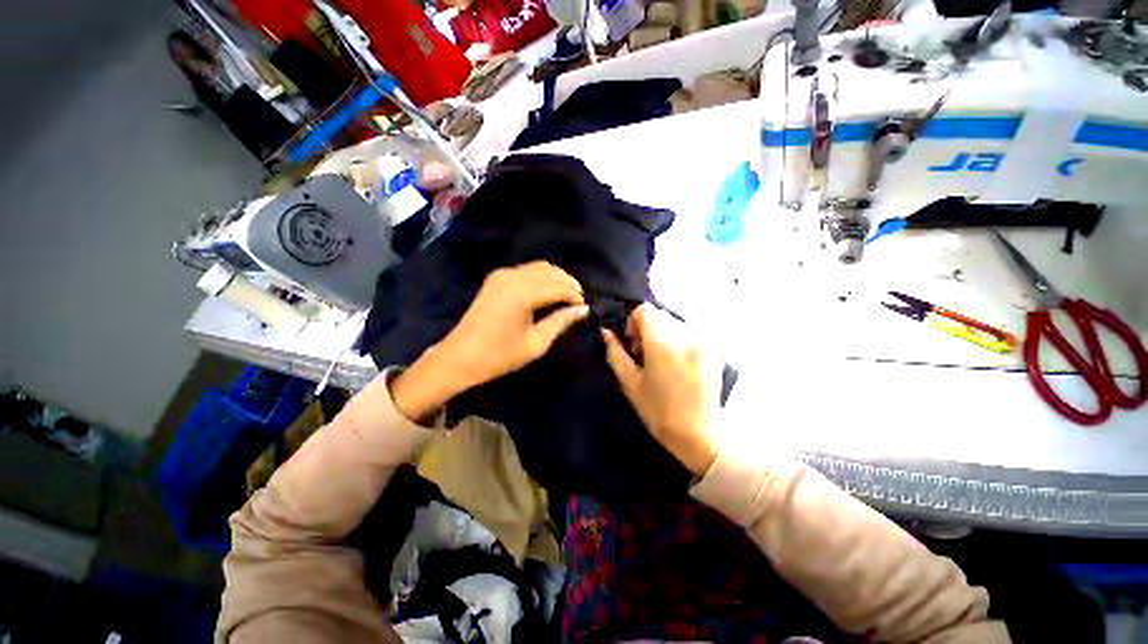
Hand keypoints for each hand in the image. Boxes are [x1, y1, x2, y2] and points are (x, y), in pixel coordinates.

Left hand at [392, 261, 587, 420]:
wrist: (460, 357)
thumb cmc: (499, 356)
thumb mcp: (536, 343)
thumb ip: (561, 321)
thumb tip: (583, 310)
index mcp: (522, 293)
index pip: (559, 286)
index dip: (576, 295)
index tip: (586, 307)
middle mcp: (513, 276)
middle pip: (551, 271)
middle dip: (568, 283)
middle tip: (578, 302)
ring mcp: (502, 275)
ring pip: (539, 267)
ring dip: (555, 278)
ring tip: (565, 297)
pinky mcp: (496, 278)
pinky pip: (526, 270)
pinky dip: (541, 277)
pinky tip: (546, 292)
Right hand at [602, 304, 719, 475]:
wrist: (698, 434)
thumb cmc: (658, 411)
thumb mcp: (630, 383)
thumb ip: (615, 353)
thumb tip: (605, 332)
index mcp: (662, 343)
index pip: (645, 310)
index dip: (633, 323)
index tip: (634, 344)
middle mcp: (685, 336)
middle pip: (660, 315)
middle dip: (648, 328)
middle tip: (646, 354)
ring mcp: (702, 342)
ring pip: (675, 322)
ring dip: (664, 334)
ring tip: (663, 361)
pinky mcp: (713, 349)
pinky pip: (690, 333)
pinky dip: (680, 340)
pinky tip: (679, 365)